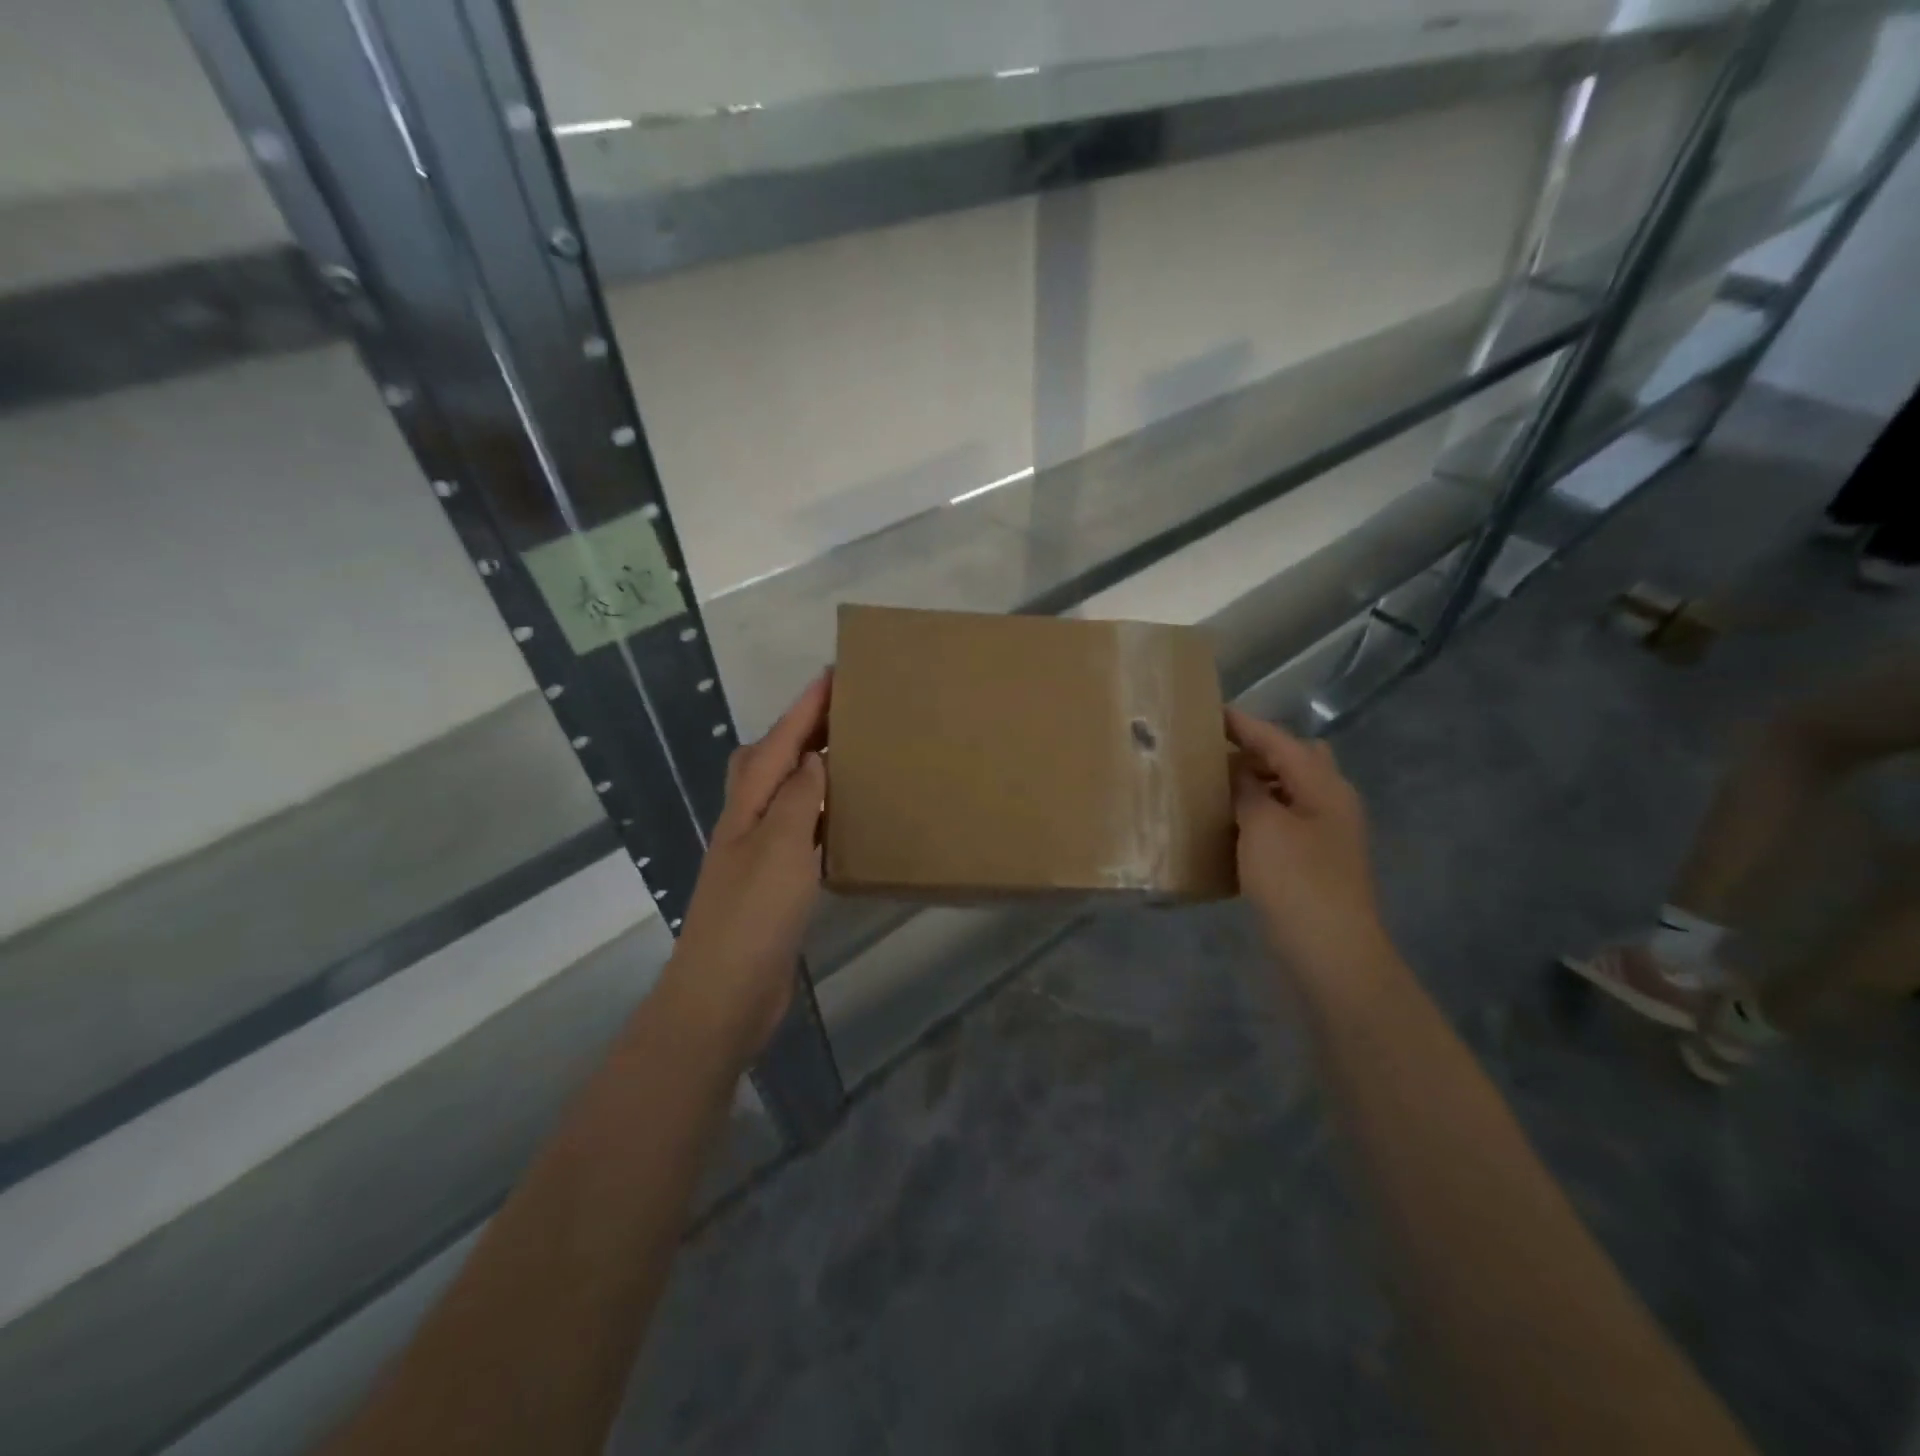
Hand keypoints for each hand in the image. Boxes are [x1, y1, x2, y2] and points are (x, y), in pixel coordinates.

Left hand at [658, 673, 829, 1066]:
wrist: (723, 995)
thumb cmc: (752, 916)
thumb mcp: (779, 847)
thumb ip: (796, 798)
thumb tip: (814, 758)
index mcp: (746, 807)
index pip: (778, 743)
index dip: (805, 709)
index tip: (834, 675)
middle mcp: (747, 823)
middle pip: (767, 761)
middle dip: (799, 730)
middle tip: (841, 715)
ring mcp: (756, 855)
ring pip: (781, 795)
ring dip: (808, 769)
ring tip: (847, 757)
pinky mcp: (772, 885)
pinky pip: (796, 831)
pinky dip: (816, 812)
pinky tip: (839, 821)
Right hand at [1227, 708, 1389, 983]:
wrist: (1330, 953)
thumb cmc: (1296, 881)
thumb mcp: (1263, 826)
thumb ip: (1247, 788)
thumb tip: (1237, 767)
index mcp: (1324, 787)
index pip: (1280, 741)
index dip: (1245, 725)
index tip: (1210, 712)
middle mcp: (1331, 804)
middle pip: (1296, 761)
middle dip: (1258, 751)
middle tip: (1217, 753)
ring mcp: (1326, 836)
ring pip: (1290, 792)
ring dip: (1257, 784)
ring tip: (1217, 786)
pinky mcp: (1314, 862)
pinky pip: (1284, 822)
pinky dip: (1260, 814)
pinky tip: (1232, 826)